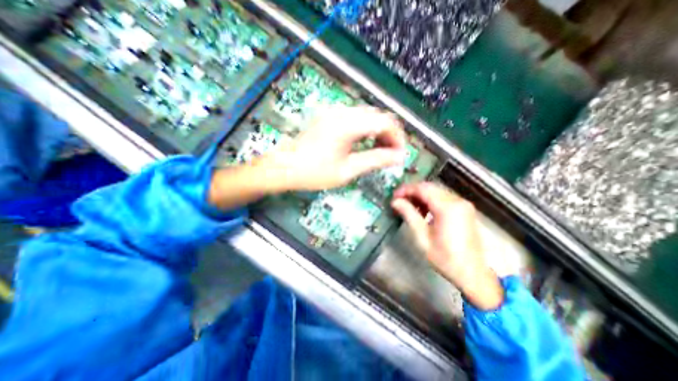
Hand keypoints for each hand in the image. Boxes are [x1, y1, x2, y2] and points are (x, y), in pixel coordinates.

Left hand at [261, 104, 403, 191]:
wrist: (284, 167)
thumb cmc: (314, 172)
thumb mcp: (348, 170)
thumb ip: (375, 160)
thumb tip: (399, 156)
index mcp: (348, 124)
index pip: (385, 122)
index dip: (397, 137)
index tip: (399, 154)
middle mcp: (343, 112)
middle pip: (378, 116)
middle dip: (389, 135)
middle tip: (390, 155)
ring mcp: (335, 112)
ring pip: (368, 116)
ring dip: (378, 132)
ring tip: (379, 151)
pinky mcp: (330, 116)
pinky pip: (356, 118)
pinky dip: (366, 130)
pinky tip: (365, 143)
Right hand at [390, 182, 505, 308]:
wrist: (473, 274)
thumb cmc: (445, 258)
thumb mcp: (422, 237)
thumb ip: (409, 215)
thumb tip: (395, 202)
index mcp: (447, 208)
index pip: (423, 189)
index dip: (406, 190)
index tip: (394, 196)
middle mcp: (457, 201)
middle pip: (430, 187)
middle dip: (412, 191)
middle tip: (399, 200)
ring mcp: (463, 204)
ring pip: (436, 191)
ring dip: (420, 195)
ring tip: (408, 206)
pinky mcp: (464, 209)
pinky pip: (443, 197)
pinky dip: (430, 200)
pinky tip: (423, 210)